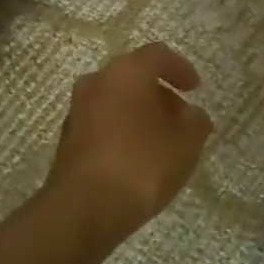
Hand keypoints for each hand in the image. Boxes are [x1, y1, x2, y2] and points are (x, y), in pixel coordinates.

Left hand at [44, 42, 213, 243]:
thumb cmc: (141, 164)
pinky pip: (102, 123)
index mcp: (126, 72)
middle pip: (133, 77)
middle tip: (181, 117)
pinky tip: (138, 158)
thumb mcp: (186, 143)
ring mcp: (77, 110)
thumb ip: (195, 122)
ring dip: (140, 113)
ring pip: (115, 100)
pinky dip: (122, 130)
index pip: (157, 55)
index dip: (180, 68)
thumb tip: (192, 115)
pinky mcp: (68, 139)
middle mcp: (96, 81)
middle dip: (160, 94)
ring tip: (163, 142)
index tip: (196, 89)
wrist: (84, 207)